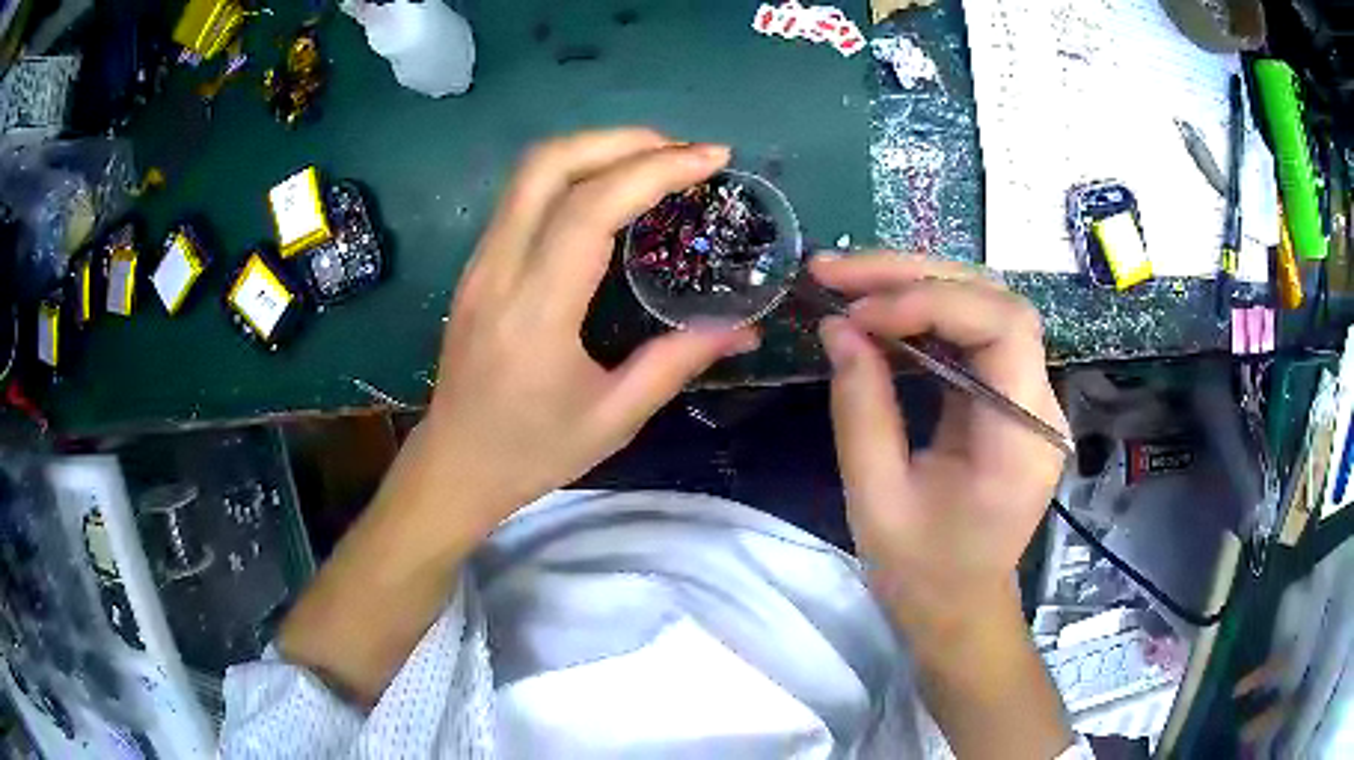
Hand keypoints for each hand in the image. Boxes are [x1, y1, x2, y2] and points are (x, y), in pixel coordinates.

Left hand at [423, 129, 758, 532]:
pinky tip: (609, 191)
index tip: (711, 159)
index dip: (654, 170)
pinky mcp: (477, 265)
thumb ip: (678, 361)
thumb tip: (744, 328)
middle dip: (621, 140)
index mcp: (535, 311)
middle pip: (548, 164)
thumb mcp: (614, 417)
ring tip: (654, 162)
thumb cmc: (532, 452)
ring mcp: (480, 262)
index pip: (589, 209)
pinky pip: (522, 195)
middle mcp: (498, 270)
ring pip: (530, 171)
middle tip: (681, 152)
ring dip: (595, 149)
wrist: (455, 466)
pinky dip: (572, 173)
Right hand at [810, 252, 1067, 635]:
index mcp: (1022, 439)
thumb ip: (861, 408)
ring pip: (985, 305)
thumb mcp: (876, 499)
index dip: (931, 302)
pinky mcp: (1008, 395)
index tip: (858, 314)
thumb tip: (837, 326)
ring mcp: (1029, 396)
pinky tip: (878, 313)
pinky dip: (923, 313)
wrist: (960, 606)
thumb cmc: (921, 572)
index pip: (1003, 327)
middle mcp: (1040, 405)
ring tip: (848, 281)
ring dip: (915, 283)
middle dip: (915, 275)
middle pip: (996, 300)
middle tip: (837, 270)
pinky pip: (973, 333)